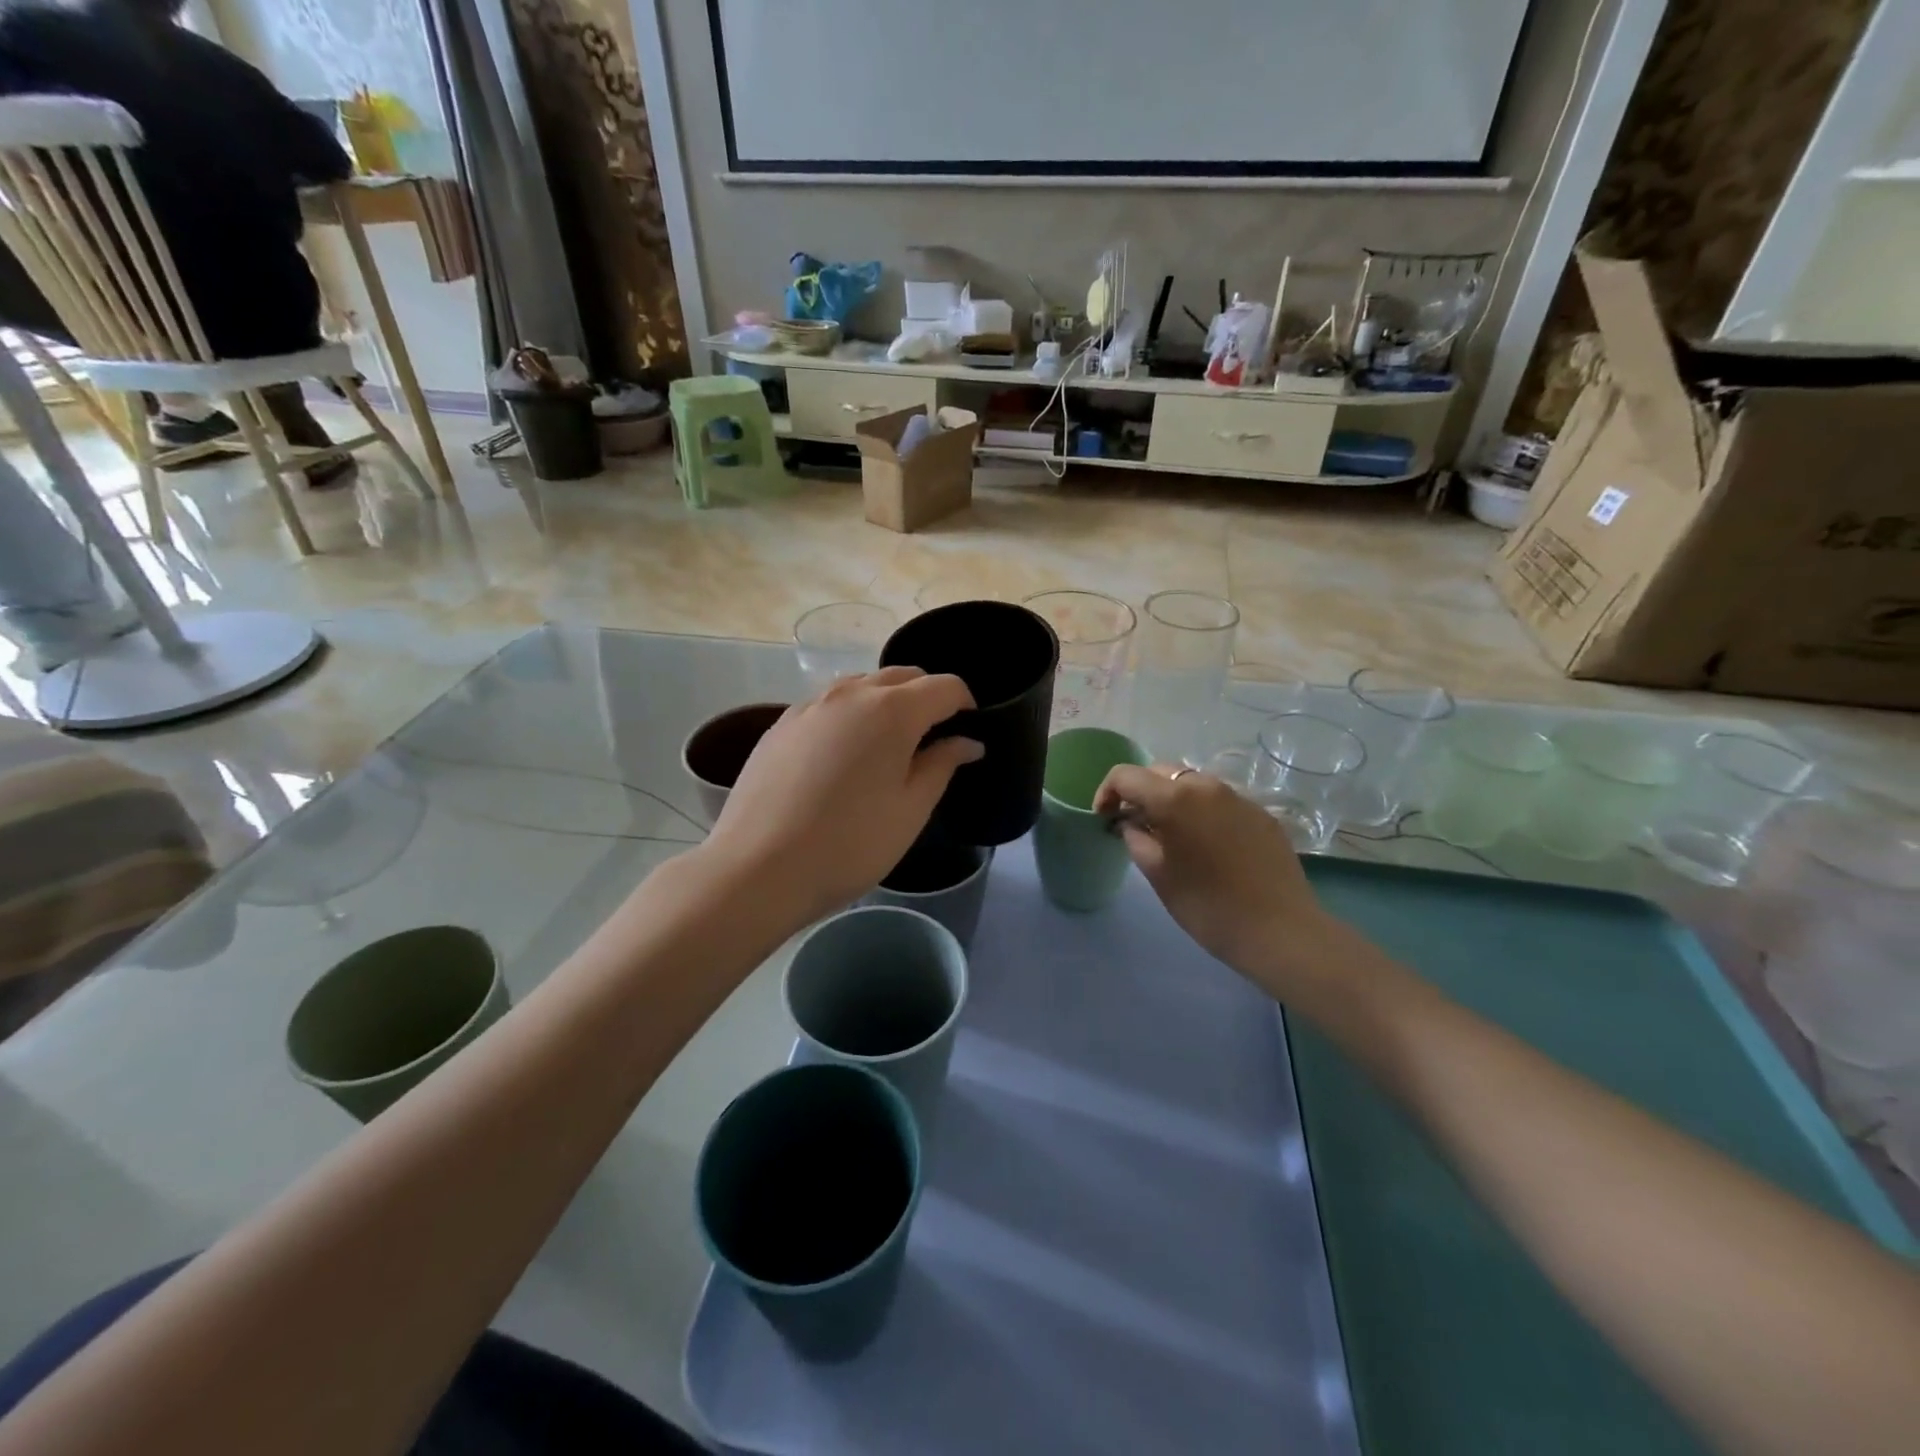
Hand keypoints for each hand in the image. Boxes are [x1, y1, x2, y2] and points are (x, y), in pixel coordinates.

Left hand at [702, 668, 981, 923]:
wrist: (759, 868)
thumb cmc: (850, 844)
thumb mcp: (911, 810)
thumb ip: (942, 765)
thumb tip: (967, 742)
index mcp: (892, 710)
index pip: (945, 686)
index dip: (966, 704)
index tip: (969, 731)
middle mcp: (851, 693)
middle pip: (902, 676)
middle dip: (926, 697)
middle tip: (933, 739)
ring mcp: (810, 706)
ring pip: (861, 686)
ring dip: (886, 702)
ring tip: (888, 747)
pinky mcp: (781, 725)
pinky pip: (828, 706)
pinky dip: (850, 717)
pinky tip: (842, 758)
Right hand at [1093, 763, 1335, 993]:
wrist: (1280, 931)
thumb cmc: (1207, 906)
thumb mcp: (1158, 874)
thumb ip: (1136, 838)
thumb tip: (1130, 823)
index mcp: (1175, 798)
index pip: (1126, 775)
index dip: (1107, 792)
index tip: (1105, 818)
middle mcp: (1206, 786)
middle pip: (1160, 772)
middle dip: (1140, 792)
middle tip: (1134, 825)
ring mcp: (1238, 798)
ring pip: (1192, 784)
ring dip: (1172, 799)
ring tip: (1170, 835)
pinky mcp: (1261, 814)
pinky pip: (1220, 802)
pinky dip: (1202, 812)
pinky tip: (1206, 846)